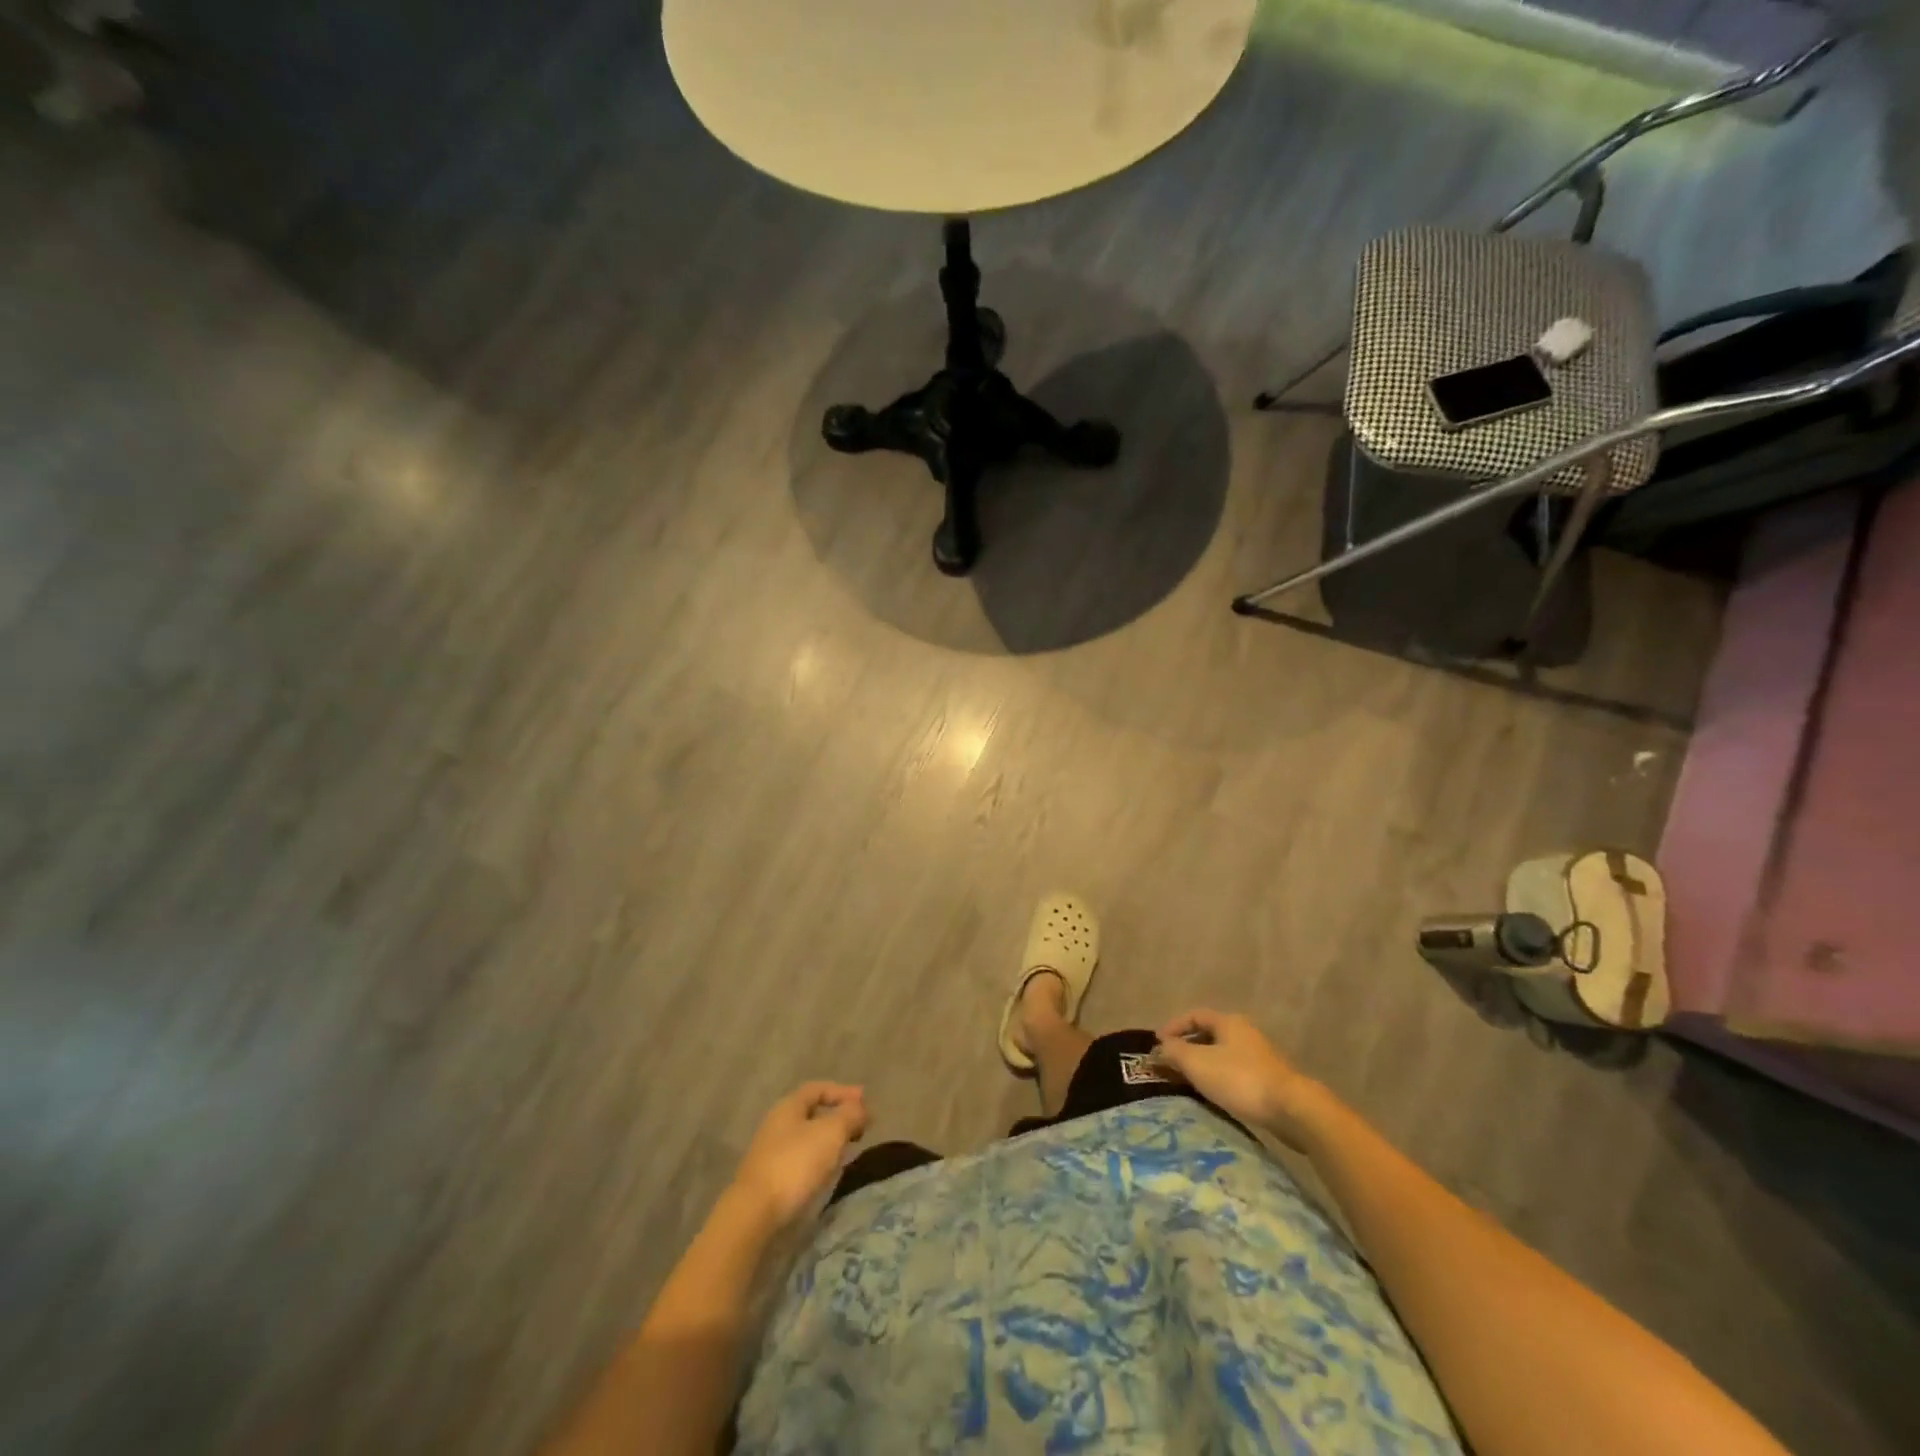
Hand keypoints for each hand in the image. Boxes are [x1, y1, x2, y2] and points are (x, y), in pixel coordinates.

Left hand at [730, 1082, 868, 1228]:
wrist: (754, 1214)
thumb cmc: (795, 1164)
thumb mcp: (831, 1132)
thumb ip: (850, 1114)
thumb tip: (860, 1107)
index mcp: (788, 1106)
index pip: (818, 1088)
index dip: (843, 1092)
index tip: (865, 1102)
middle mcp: (776, 1124)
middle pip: (812, 1113)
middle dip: (838, 1117)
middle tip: (860, 1128)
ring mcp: (770, 1153)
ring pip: (807, 1138)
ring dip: (830, 1140)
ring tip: (849, 1150)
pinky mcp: (769, 1179)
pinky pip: (800, 1159)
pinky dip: (819, 1159)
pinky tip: (828, 1172)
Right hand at [1152, 1009, 1326, 1145]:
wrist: (1292, 1109)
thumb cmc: (1240, 1079)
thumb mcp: (1198, 1063)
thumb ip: (1174, 1052)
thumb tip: (1159, 1048)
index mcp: (1228, 1022)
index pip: (1194, 1015)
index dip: (1173, 1026)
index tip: (1157, 1043)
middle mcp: (1245, 1032)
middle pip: (1209, 1034)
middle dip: (1187, 1046)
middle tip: (1170, 1062)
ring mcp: (1260, 1056)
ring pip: (1223, 1054)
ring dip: (1203, 1064)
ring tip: (1188, 1081)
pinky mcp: (1270, 1079)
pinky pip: (1235, 1071)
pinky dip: (1219, 1077)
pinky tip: (1214, 1094)